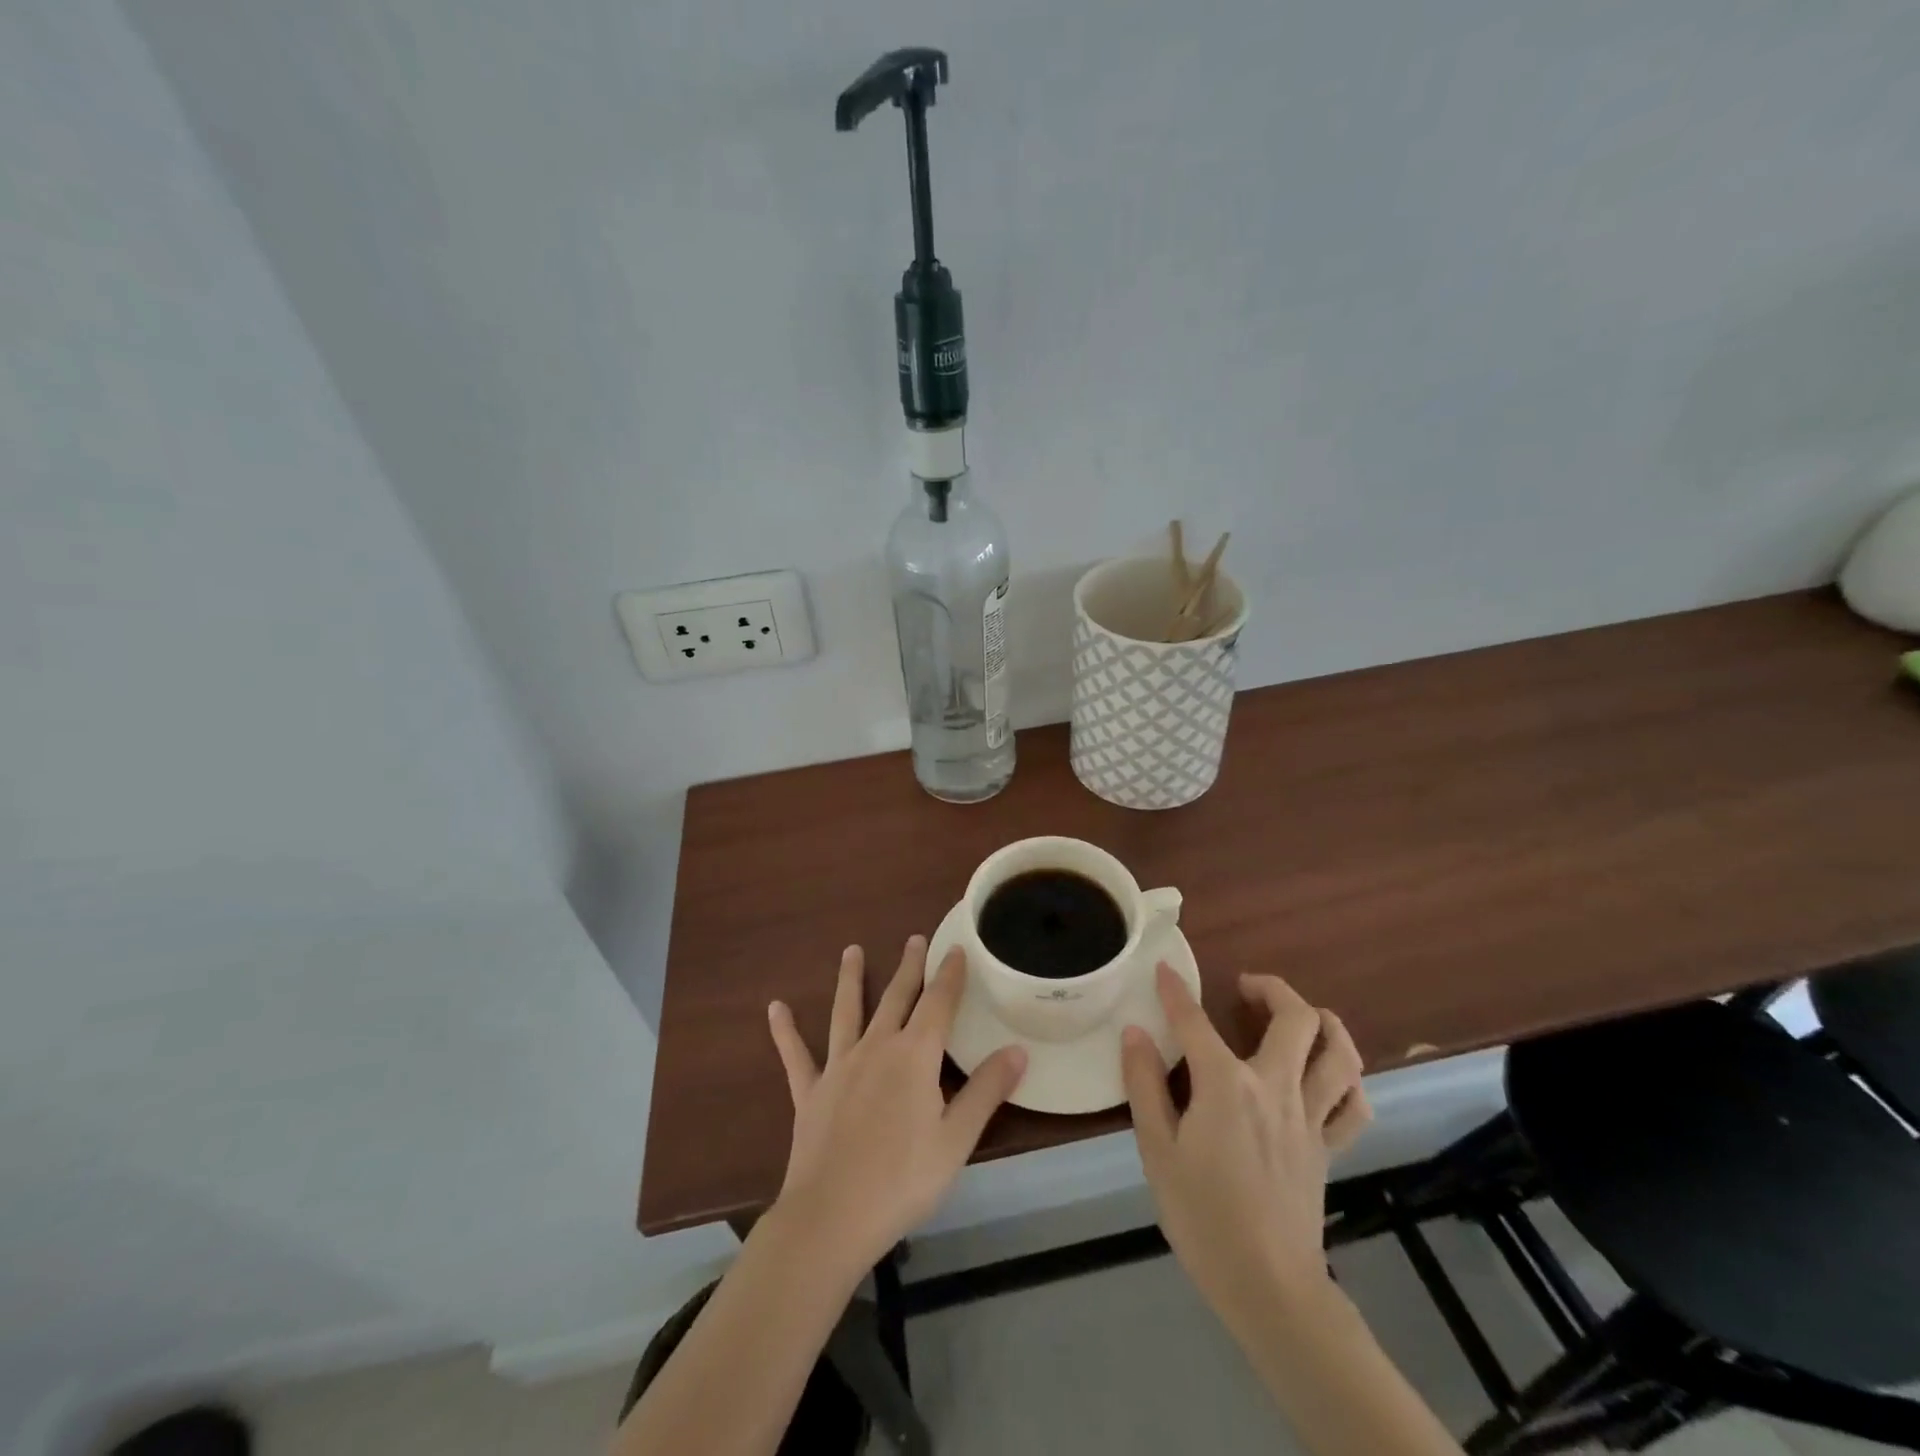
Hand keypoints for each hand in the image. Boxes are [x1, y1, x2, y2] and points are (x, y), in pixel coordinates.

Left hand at [766, 937, 1026, 1274]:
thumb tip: (1018, 1049)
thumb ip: (986, 1091)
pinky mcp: (810, 1092)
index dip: (949, 975)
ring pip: (847, 1012)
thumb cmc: (902, 1181)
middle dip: (908, 967)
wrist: (831, 1218)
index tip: (956, 949)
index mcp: (914, 1056)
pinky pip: (796, 1055)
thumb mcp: (956, 1139)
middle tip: (914, 938)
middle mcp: (877, 1048)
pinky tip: (775, 1008)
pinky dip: (786, 1031)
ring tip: (850, 950)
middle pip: (896, 998)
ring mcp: (839, 1067)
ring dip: (850, 980)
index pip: (938, 1004)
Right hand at [1122, 965, 1370, 1319]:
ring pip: (1340, 1053)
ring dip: (1324, 1022)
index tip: (1164, 970)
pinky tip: (1329, 1074)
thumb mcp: (1156, 1150)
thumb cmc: (1202, 1216)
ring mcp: (1310, 1116)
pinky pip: (1354, 1104)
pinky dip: (1347, 1079)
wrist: (1268, 1286)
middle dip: (1272, 988)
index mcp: (1227, 1085)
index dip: (1176, 991)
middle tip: (1245, 988)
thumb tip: (1136, 1033)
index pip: (1196, 1021)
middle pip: (1296, 1018)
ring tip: (1297, 1016)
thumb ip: (1144, 1085)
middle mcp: (1275, 1087)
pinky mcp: (1329, 1147)